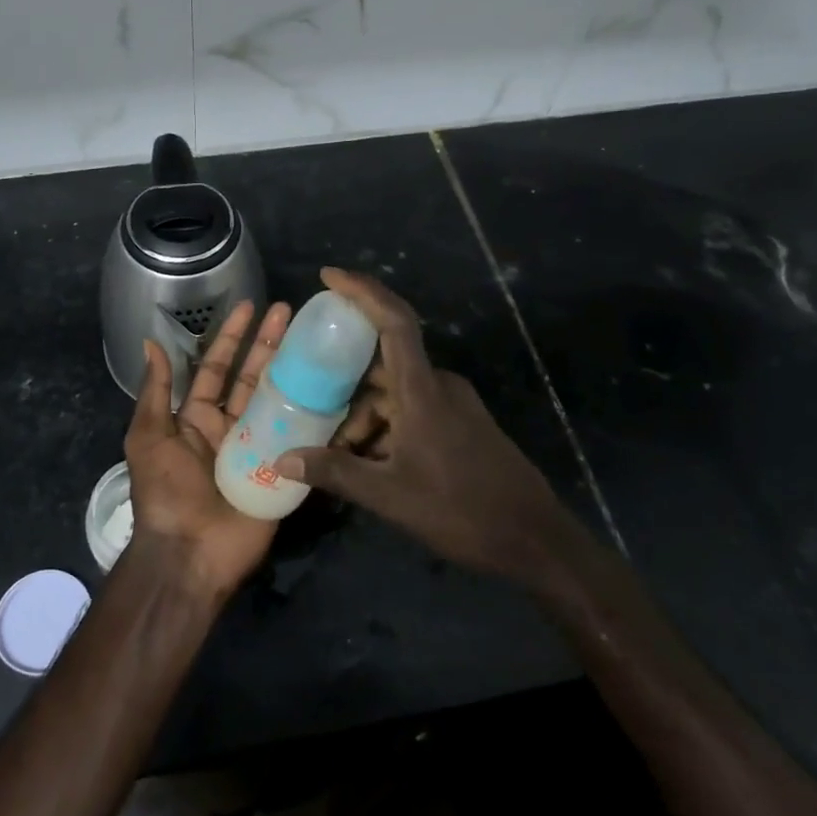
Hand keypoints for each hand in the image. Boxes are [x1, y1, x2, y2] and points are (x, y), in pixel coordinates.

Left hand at [125, 298, 291, 597]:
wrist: (190, 554)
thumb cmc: (165, 492)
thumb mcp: (149, 437)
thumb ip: (155, 391)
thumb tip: (151, 342)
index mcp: (198, 418)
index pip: (218, 368)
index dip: (232, 337)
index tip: (250, 307)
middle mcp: (230, 427)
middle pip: (253, 377)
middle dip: (269, 344)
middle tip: (290, 312)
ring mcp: (259, 448)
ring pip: (278, 400)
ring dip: (293, 370)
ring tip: (313, 339)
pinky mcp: (283, 471)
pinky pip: (301, 438)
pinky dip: (316, 415)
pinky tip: (334, 388)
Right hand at [276, 268, 575, 590]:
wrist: (533, 539)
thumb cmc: (460, 510)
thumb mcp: (389, 495)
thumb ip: (335, 472)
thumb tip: (283, 459)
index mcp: (423, 390)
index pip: (393, 322)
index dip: (362, 292)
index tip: (328, 276)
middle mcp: (439, 386)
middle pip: (383, 365)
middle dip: (345, 386)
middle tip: (309, 403)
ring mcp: (454, 405)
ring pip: (396, 394)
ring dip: (365, 416)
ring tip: (336, 452)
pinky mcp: (461, 425)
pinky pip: (413, 410)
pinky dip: (386, 426)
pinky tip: (368, 461)